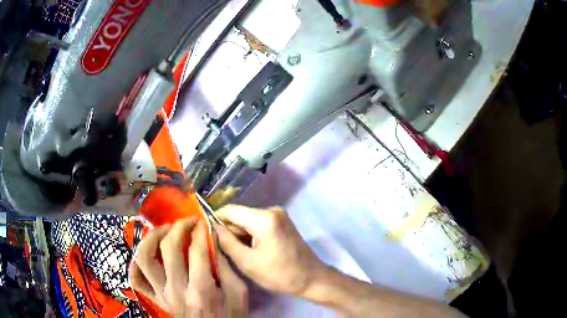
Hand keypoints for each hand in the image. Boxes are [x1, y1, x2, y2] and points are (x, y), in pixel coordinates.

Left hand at [129, 217, 247, 316]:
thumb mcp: (239, 294)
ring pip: (144, 259)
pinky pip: (136, 280)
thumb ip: (226, 267)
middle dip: (178, 227)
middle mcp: (176, 290)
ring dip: (152, 237)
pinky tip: (145, 255)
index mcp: (201, 290)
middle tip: (188, 222)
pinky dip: (135, 264)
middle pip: (168, 249)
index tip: (203, 223)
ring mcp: (162, 294)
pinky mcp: (155, 299)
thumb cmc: (229, 317)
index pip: (196, 251)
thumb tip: (213, 240)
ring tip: (164, 230)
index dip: (200, 232)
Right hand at [215, 205, 323, 295]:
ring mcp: (278, 215)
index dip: (216, 221)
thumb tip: (212, 227)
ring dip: (241, 236)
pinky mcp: (281, 222)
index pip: (230, 210)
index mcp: (264, 218)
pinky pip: (258, 224)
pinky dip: (251, 236)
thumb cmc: (280, 274)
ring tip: (243, 255)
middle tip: (228, 252)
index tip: (209, 236)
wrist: (311, 278)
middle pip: (239, 215)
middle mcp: (272, 210)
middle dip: (230, 232)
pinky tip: (254, 251)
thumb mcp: (247, 262)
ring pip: (247, 221)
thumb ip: (227, 242)